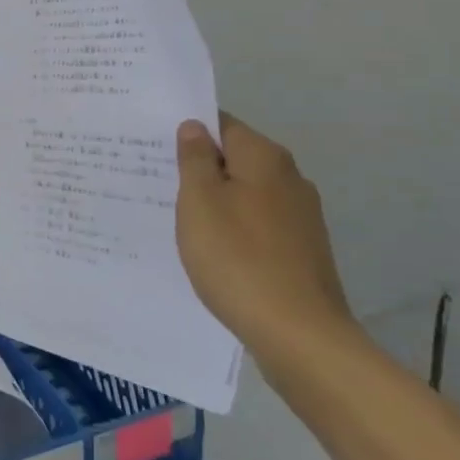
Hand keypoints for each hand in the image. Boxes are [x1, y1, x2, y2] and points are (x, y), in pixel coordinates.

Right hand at [175, 112, 358, 368]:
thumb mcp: (200, 202)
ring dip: (218, 202)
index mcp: (265, 158)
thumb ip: (195, 159)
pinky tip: (214, 252)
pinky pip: (259, 225)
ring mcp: (301, 216)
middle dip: (201, 169)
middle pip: (236, 159)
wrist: (299, 335)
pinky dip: (235, 230)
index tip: (156, 147)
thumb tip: (195, 127)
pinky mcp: (303, 250)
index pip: (222, 124)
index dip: (189, 132)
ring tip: (181, 221)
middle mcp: (290, 178)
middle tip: (159, 184)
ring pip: (247, 194)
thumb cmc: (238, 259)